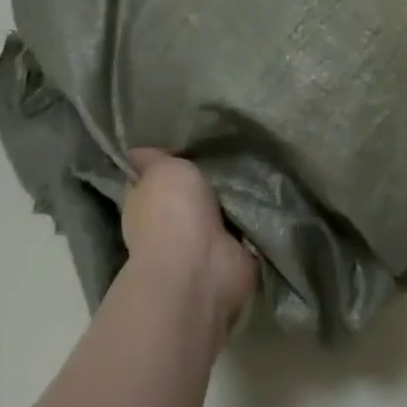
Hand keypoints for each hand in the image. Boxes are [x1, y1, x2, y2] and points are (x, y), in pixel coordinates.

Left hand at [119, 150, 256, 330]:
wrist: (199, 268)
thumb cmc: (172, 213)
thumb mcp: (161, 171)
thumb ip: (153, 159)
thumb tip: (134, 151)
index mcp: (146, 204)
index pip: (154, 178)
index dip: (167, 161)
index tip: (190, 138)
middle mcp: (171, 224)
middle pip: (192, 192)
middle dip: (210, 175)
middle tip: (236, 142)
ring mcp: (203, 243)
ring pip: (222, 207)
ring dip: (237, 193)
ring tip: (262, 158)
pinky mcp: (233, 253)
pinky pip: (248, 224)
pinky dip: (258, 212)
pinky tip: (272, 187)